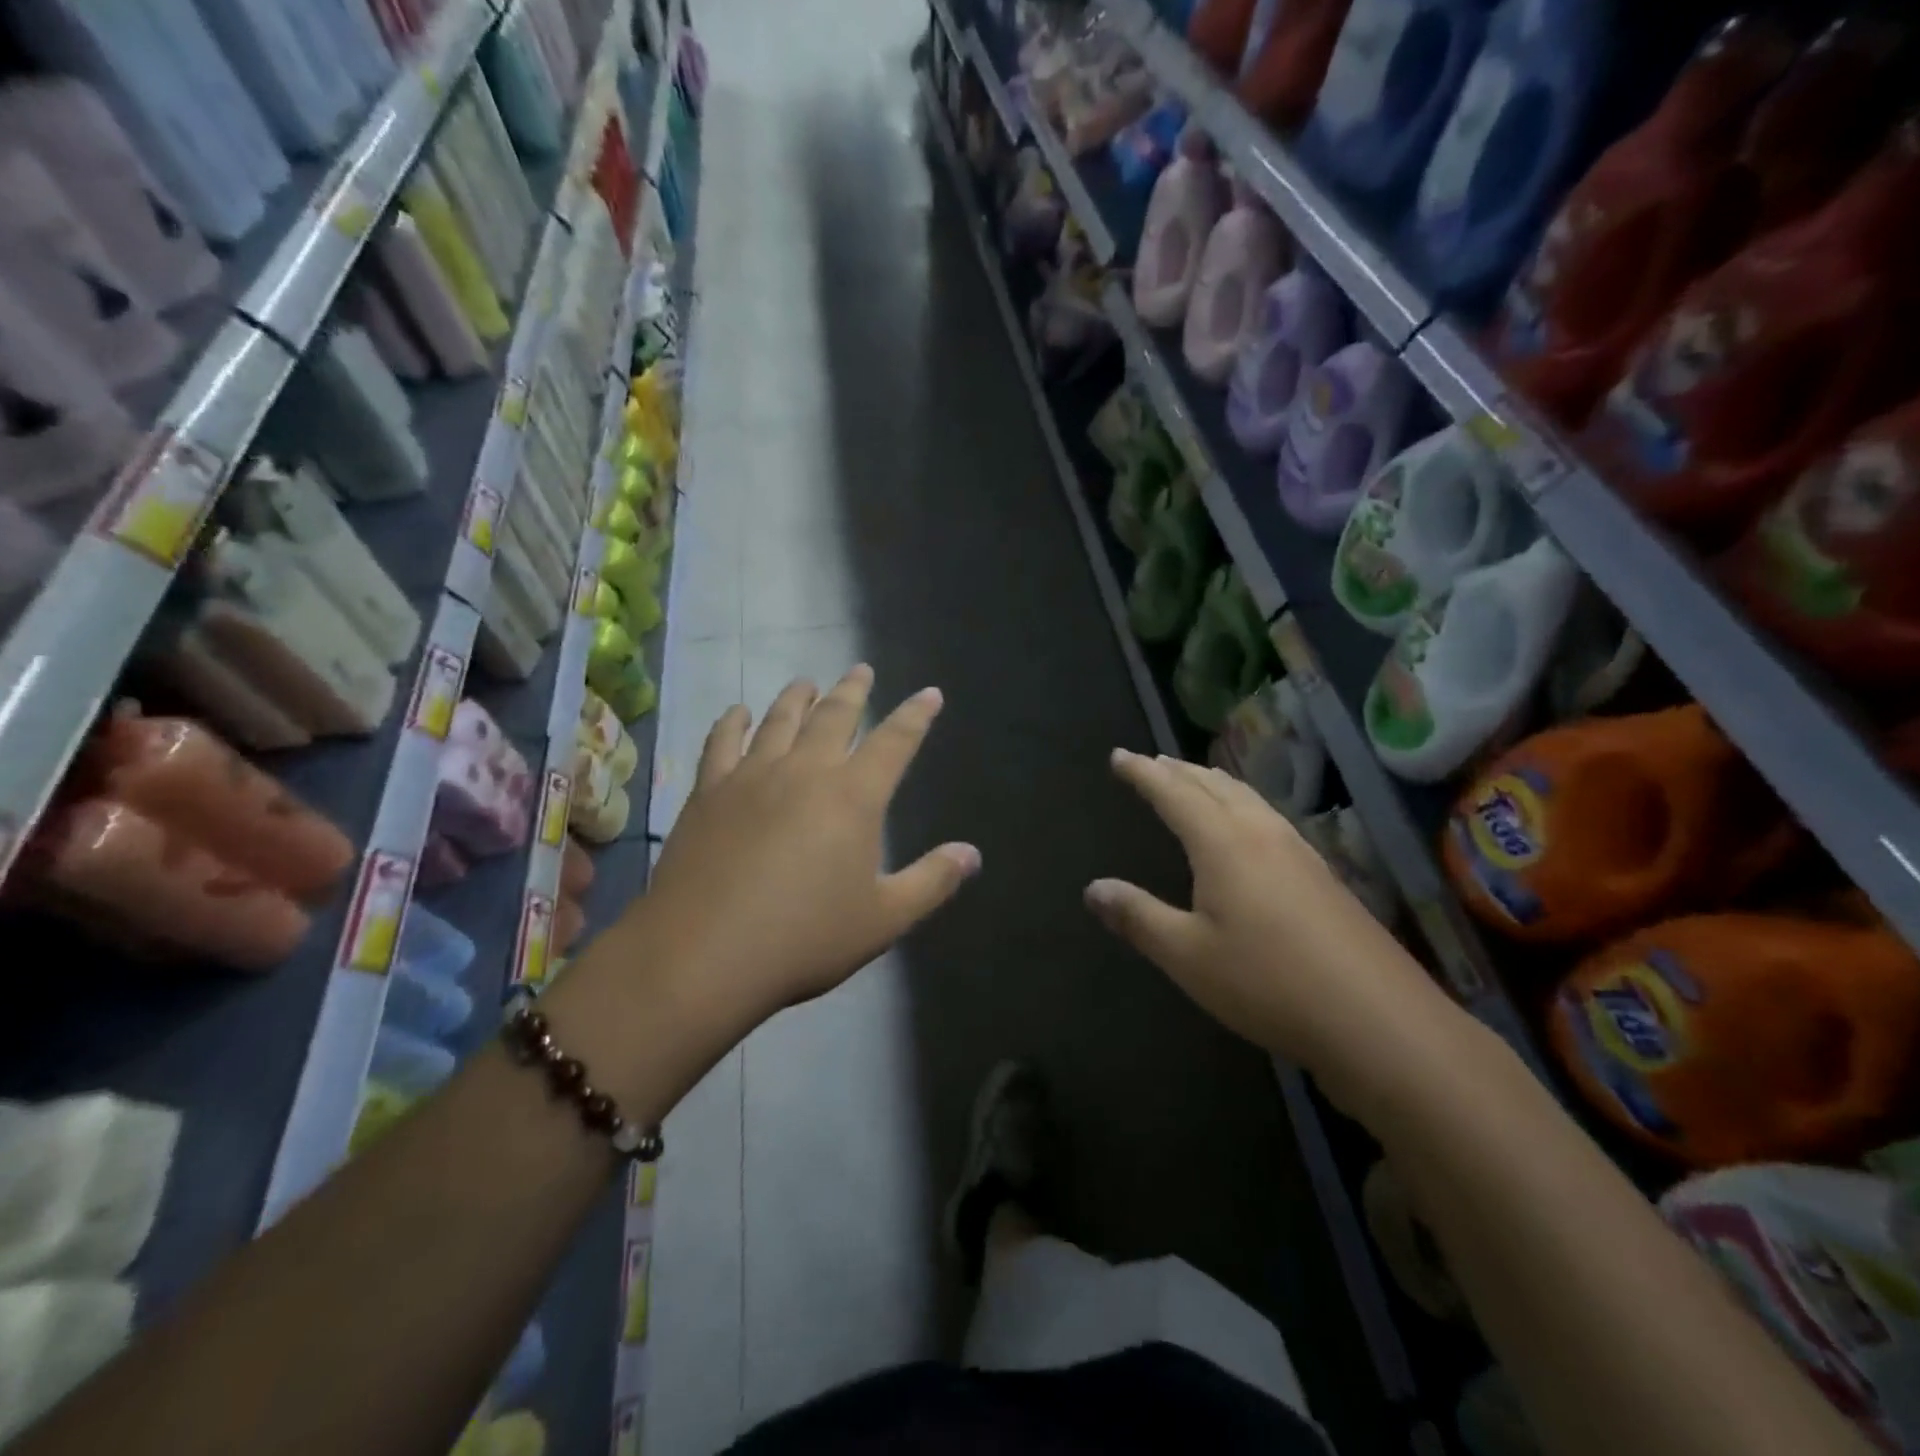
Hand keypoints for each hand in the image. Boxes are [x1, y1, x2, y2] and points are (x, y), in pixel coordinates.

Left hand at [635, 666, 980, 1030]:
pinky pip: (722, 743)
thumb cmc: (804, 938)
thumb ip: (932, 881)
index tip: (929, 693)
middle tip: (861, 669)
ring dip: (798, 697)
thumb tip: (972, 853)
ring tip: (807, 682)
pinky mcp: (708, 792)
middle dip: (853, 691)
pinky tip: (737, 712)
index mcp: (853, 797)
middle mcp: (805, 771)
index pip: (895, 741)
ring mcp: (751, 777)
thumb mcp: (883, 918)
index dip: (916, 715)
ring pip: (779, 720)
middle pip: (834, 716)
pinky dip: (732, 722)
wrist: (703, 955)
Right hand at [1085, 750, 1457, 1113]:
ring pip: (1248, 799)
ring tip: (1195, 779)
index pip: (1173, 793)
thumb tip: (1093, 888)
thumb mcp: (1187, 956)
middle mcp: (1261, 834)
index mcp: (1223, 843)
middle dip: (1178, 770)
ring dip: (1213, 783)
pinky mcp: (1323, 876)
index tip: (1119, 756)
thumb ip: (1138, 917)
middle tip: (1152, 761)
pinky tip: (1250, 827)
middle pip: (1214, 786)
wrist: (1377, 1019)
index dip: (1143, 773)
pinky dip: (1242, 804)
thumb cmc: (1268, 983)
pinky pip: (1269, 818)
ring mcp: (1299, 852)